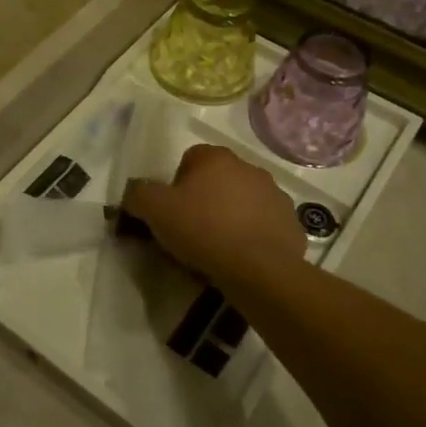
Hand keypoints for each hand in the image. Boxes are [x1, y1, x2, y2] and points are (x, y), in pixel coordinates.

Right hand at [121, 144, 307, 288]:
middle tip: (192, 229)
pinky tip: (242, 257)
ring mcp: (275, 194)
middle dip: (206, 198)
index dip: (177, 184)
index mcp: (216, 157)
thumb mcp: (155, 210)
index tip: (172, 211)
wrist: (258, 268)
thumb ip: (138, 194)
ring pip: (244, 201)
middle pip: (219, 179)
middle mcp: (249, 167)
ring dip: (232, 215)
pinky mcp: (291, 221)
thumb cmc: (203, 230)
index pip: (190, 159)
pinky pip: (265, 224)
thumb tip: (134, 193)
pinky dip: (254, 235)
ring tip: (218, 247)